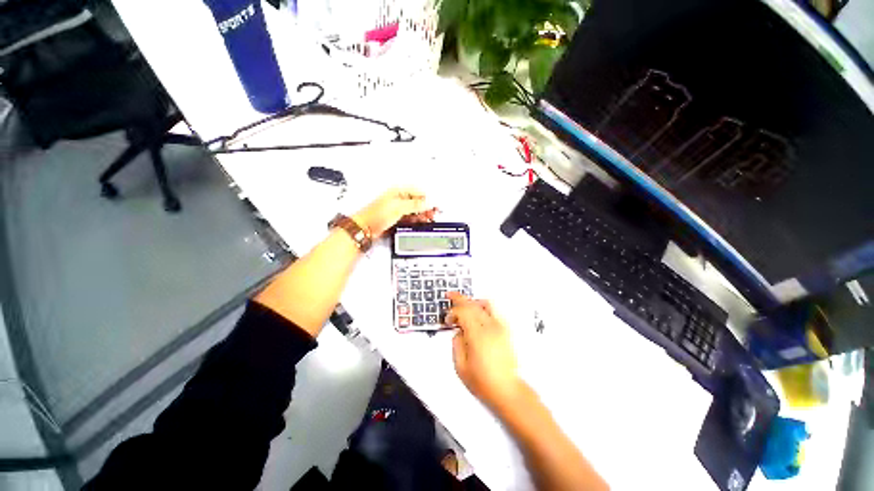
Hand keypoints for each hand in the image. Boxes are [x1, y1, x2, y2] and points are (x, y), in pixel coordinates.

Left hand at [352, 187, 436, 237]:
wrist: (365, 228)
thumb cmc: (375, 215)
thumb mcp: (399, 207)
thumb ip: (415, 204)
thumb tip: (428, 202)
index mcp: (399, 191)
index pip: (418, 192)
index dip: (428, 198)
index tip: (436, 205)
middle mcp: (399, 198)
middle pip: (418, 201)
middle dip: (427, 206)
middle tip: (434, 213)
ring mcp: (398, 208)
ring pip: (415, 209)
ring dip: (422, 214)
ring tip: (429, 218)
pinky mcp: (397, 217)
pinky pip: (411, 216)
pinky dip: (416, 219)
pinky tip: (420, 221)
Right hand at [446, 292, 523, 411]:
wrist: (507, 391)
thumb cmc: (483, 382)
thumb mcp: (461, 366)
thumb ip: (457, 344)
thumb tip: (458, 331)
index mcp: (478, 335)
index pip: (463, 311)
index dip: (453, 311)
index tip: (447, 319)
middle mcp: (490, 327)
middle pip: (473, 304)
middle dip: (460, 299)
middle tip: (450, 296)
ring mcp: (501, 327)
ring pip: (486, 303)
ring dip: (473, 302)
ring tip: (465, 306)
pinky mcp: (506, 330)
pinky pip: (494, 311)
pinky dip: (483, 307)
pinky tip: (478, 315)